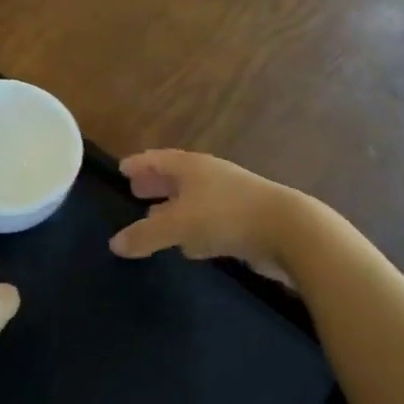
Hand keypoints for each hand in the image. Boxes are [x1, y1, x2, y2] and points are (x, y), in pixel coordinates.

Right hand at [110, 149, 317, 283]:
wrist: (289, 231)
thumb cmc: (226, 216)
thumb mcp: (179, 225)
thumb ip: (145, 235)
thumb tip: (114, 244)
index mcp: (191, 166)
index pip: (158, 159)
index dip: (139, 164)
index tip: (122, 169)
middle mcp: (210, 176)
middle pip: (175, 177)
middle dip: (155, 184)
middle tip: (134, 191)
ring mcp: (230, 197)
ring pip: (192, 199)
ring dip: (173, 207)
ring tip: (154, 216)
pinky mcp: (245, 221)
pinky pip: (209, 220)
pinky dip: (192, 227)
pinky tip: (187, 244)